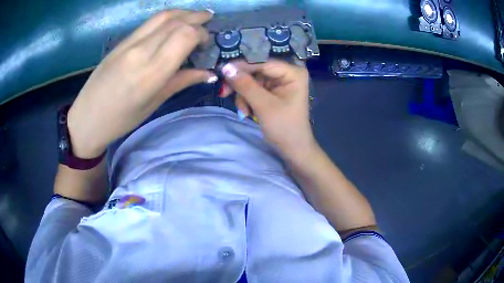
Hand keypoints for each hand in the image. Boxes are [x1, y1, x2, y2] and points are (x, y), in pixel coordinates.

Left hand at [67, 10, 215, 157]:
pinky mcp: (122, 41)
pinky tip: (174, 23)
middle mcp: (141, 50)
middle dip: (197, 18)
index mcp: (151, 72)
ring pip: (163, 16)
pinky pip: (149, 22)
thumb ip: (181, 81)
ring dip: (183, 12)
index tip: (206, 44)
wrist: (87, 117)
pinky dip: (168, 18)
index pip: (185, 35)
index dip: (201, 33)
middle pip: (176, 21)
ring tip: (196, 16)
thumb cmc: (121, 119)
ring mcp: (129, 43)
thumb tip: (208, 73)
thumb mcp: (154, 103)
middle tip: (209, 21)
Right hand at [221, 60, 316, 159]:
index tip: (222, 70)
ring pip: (252, 80)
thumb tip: (226, 67)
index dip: (242, 66)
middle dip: (242, 85)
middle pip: (256, 71)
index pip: (263, 63)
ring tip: (245, 111)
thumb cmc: (284, 127)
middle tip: (224, 93)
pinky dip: (248, 99)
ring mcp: (280, 82)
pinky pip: (254, 89)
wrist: (293, 148)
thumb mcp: (263, 105)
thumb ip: (245, 85)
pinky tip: (248, 111)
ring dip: (244, 95)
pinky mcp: (273, 91)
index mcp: (293, 72)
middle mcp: (287, 73)